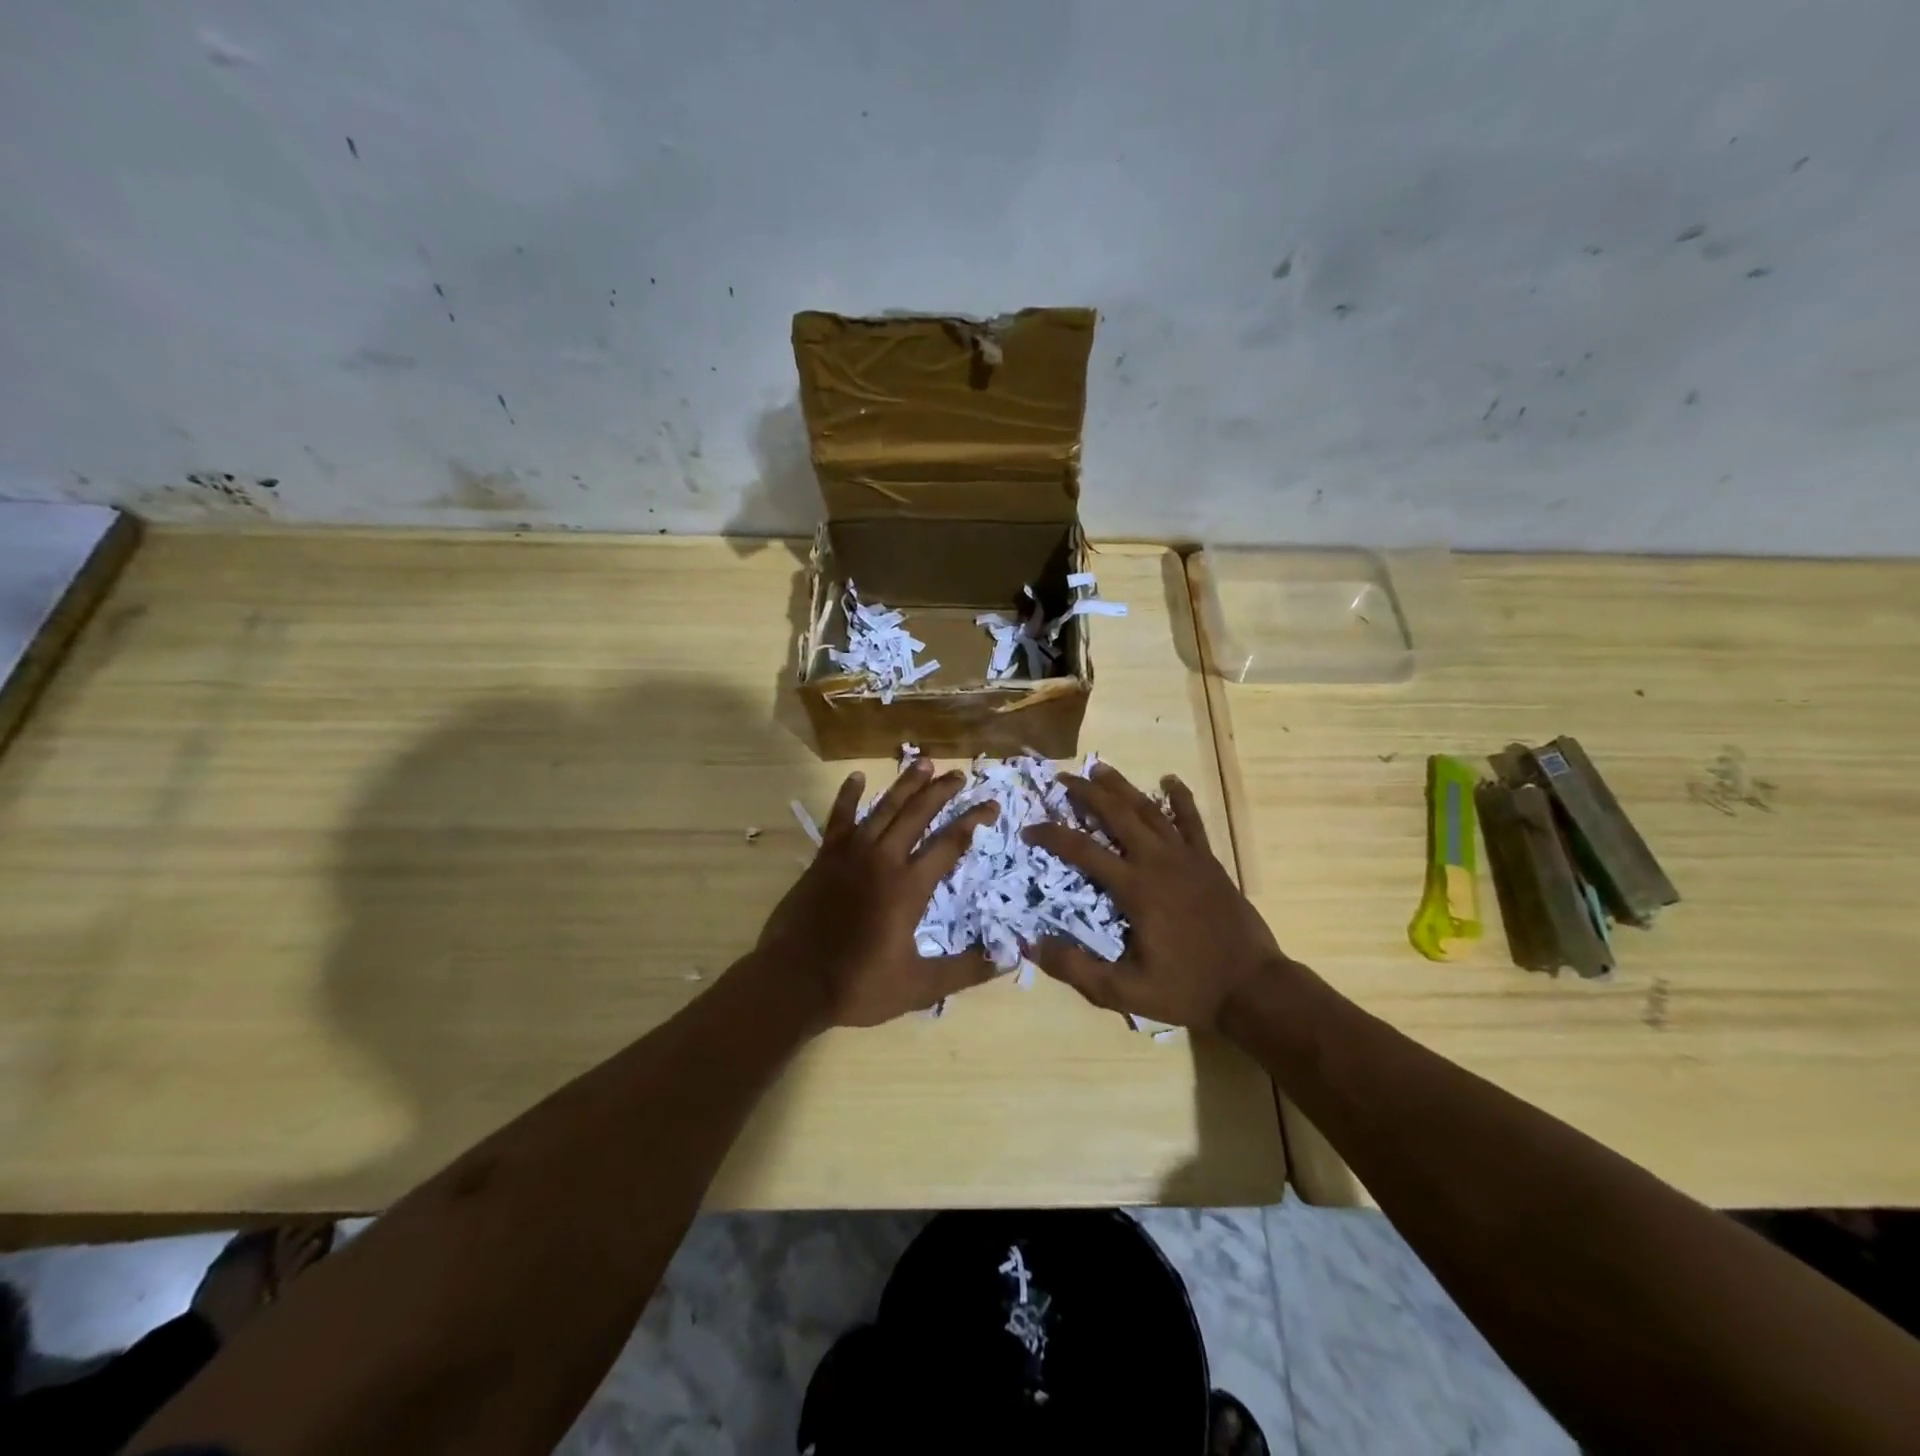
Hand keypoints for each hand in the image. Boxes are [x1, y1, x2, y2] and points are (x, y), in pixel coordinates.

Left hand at [756, 758, 998, 1027]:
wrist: (793, 982)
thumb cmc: (858, 985)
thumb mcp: (918, 986)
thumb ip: (964, 971)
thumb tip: (1008, 959)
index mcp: (909, 887)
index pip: (950, 843)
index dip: (973, 821)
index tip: (991, 806)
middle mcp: (883, 860)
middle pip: (918, 814)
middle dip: (942, 792)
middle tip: (960, 775)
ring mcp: (851, 854)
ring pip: (883, 808)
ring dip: (905, 785)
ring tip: (923, 762)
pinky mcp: (825, 857)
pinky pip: (839, 818)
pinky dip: (848, 796)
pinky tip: (857, 777)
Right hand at [1022, 763, 1286, 1032]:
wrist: (1253, 989)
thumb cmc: (1187, 989)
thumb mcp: (1125, 991)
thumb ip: (1076, 969)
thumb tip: (1032, 944)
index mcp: (1135, 888)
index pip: (1083, 850)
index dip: (1052, 835)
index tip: (1029, 830)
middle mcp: (1158, 862)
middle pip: (1116, 814)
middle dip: (1087, 793)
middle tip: (1063, 779)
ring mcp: (1187, 857)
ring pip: (1150, 810)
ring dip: (1123, 787)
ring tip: (1101, 768)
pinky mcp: (1209, 862)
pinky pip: (1192, 821)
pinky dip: (1180, 798)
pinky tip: (1170, 780)